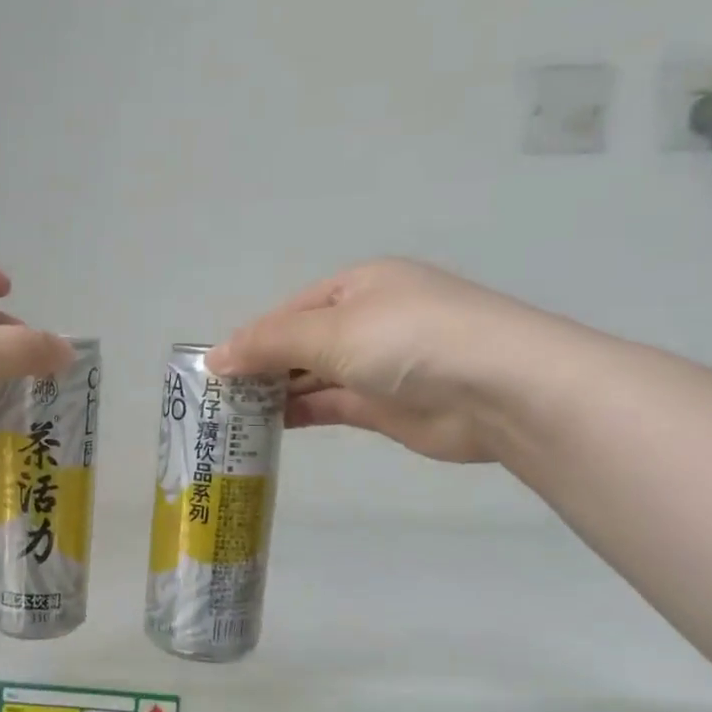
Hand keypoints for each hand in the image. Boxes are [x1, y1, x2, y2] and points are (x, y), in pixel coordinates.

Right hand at [209, 260, 563, 463]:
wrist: (498, 389)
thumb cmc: (408, 340)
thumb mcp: (329, 331)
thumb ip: (268, 344)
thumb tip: (213, 357)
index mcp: (357, 286)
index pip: (289, 311)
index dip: (251, 338)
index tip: (215, 371)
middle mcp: (367, 321)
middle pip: (299, 344)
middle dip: (261, 368)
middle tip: (218, 398)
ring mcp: (378, 364)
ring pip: (313, 377)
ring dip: (277, 393)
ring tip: (232, 416)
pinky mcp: (385, 406)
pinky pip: (331, 405)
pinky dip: (301, 413)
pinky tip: (269, 426)